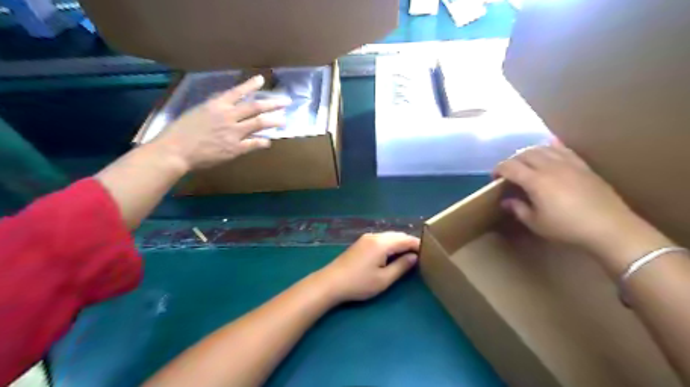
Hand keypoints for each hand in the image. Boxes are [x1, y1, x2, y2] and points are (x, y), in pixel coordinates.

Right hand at [152, 75, 288, 170]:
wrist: (175, 151)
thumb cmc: (180, 132)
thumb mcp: (197, 112)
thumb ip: (214, 108)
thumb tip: (227, 105)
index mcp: (216, 105)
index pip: (237, 91)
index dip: (250, 85)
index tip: (261, 80)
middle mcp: (228, 116)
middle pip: (255, 107)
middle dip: (272, 103)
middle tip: (285, 102)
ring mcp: (234, 132)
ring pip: (259, 123)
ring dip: (273, 121)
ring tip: (283, 121)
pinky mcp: (235, 148)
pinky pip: (254, 143)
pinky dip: (263, 142)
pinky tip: (268, 142)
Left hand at [318, 233, 419, 301]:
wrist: (331, 282)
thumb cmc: (359, 283)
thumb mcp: (384, 279)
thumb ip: (401, 266)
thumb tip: (414, 257)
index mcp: (382, 243)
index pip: (405, 240)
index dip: (418, 245)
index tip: (429, 252)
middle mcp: (375, 236)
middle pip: (397, 235)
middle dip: (409, 242)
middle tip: (421, 253)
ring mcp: (366, 238)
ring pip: (388, 236)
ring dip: (399, 242)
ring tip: (409, 254)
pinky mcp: (361, 243)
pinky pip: (381, 239)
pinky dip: (390, 244)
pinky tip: (392, 253)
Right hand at [493, 142, 652, 256]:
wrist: (609, 227)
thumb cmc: (567, 228)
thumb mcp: (536, 223)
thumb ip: (518, 209)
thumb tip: (507, 201)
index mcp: (536, 181)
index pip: (510, 166)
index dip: (498, 169)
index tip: (494, 178)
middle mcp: (550, 167)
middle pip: (525, 154)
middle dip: (512, 161)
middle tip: (509, 173)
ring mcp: (568, 164)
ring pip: (543, 148)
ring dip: (529, 153)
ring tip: (526, 163)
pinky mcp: (582, 166)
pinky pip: (563, 149)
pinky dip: (552, 148)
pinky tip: (549, 150)